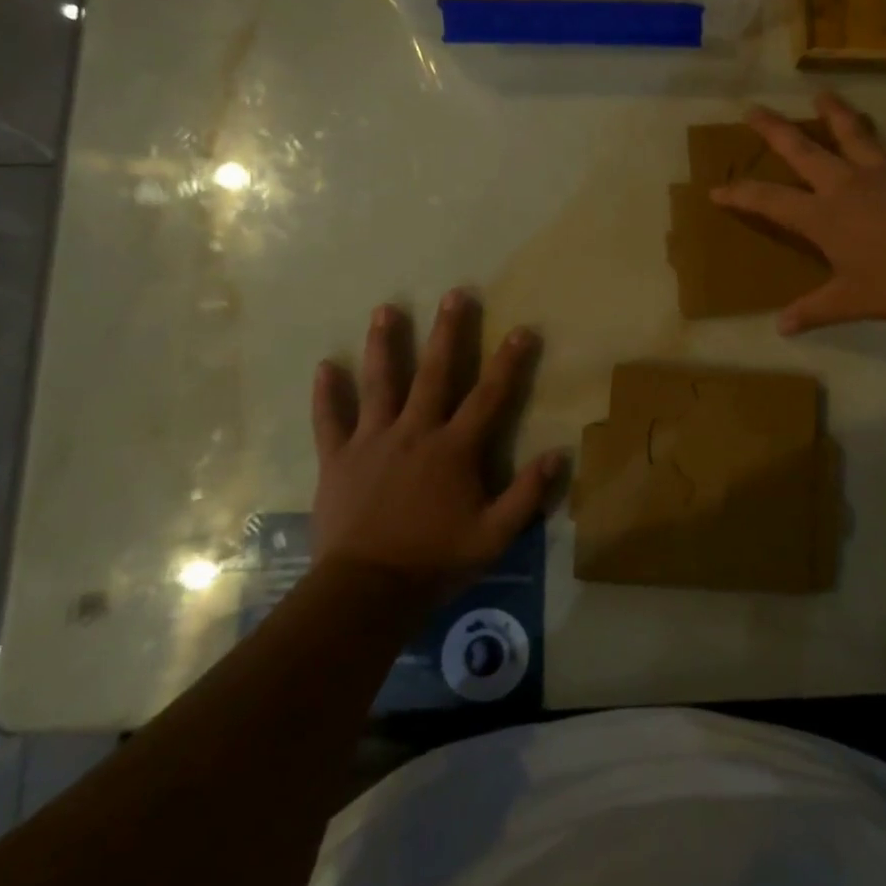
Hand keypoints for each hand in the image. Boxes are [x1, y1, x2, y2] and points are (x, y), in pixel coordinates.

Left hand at [309, 290, 561, 600]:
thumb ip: (527, 494)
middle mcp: (415, 432)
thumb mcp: (494, 535)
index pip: (489, 395)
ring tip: (386, 309)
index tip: (522, 329)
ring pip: (379, 384)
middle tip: (454, 294)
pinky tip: (325, 366)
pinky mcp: (338, 459)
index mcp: (454, 448)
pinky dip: (327, 394)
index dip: (509, 362)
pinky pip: (330, 421)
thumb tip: (560, 454)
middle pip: (433, 373)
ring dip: (384, 345)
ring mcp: (373, 442)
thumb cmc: (435, 561)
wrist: (366, 591)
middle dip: (447, 332)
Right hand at [712, 92, 885, 334]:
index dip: (740, 194)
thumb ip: (814, 311)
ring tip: (822, 95)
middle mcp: (846, 184)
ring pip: (853, 133)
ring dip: (836, 113)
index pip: (769, 201)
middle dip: (774, 130)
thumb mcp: (851, 302)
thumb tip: (781, 328)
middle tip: (754, 109)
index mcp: (823, 216)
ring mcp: (884, 171)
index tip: (717, 189)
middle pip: (802, 150)